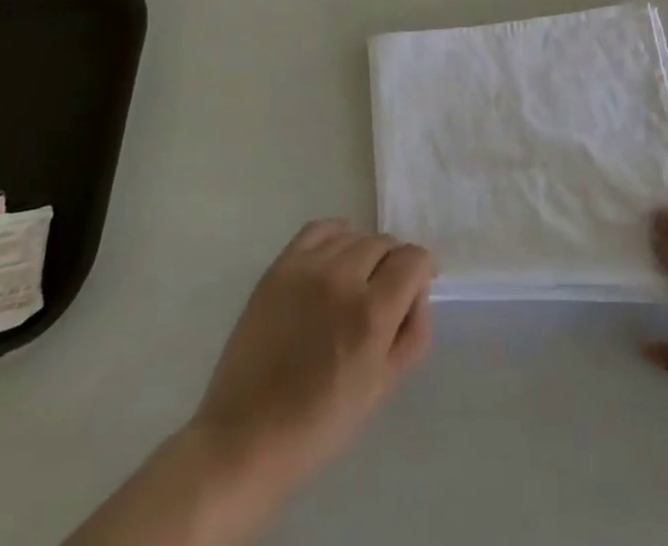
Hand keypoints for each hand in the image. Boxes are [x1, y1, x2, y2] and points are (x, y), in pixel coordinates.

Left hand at [69, 222, 433, 545]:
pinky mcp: (279, 267)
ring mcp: (307, 268)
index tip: (415, 290)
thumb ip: (412, 333)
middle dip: (394, 265)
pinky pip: (320, 230)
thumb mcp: (382, 388)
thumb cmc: (319, 424)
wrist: (246, 437)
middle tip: (383, 296)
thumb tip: (416, 293)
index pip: (414, 259)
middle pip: (385, 243)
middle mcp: (342, 278)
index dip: (422, 272)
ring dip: (364, 254)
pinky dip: (335, 238)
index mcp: (371, 313)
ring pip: (354, 235)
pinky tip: (332, 263)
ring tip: (354, 284)